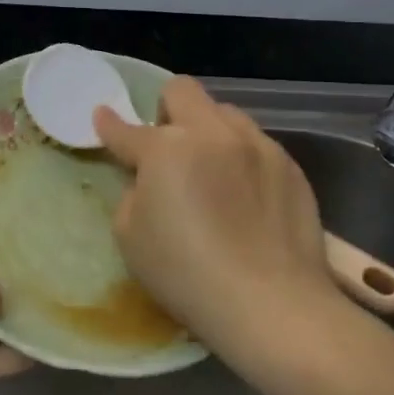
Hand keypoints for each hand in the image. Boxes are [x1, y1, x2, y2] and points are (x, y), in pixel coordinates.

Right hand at [95, 77, 336, 349]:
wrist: (270, 304)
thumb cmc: (186, 274)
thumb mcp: (130, 237)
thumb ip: (132, 193)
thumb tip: (147, 181)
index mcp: (166, 148)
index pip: (127, 129)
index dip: (109, 124)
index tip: (103, 117)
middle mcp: (212, 133)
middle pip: (182, 91)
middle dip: (166, 109)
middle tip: (165, 145)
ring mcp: (257, 145)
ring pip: (225, 113)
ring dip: (208, 131)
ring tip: (211, 169)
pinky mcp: (290, 166)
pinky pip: (257, 144)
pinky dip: (241, 158)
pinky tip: (245, 195)